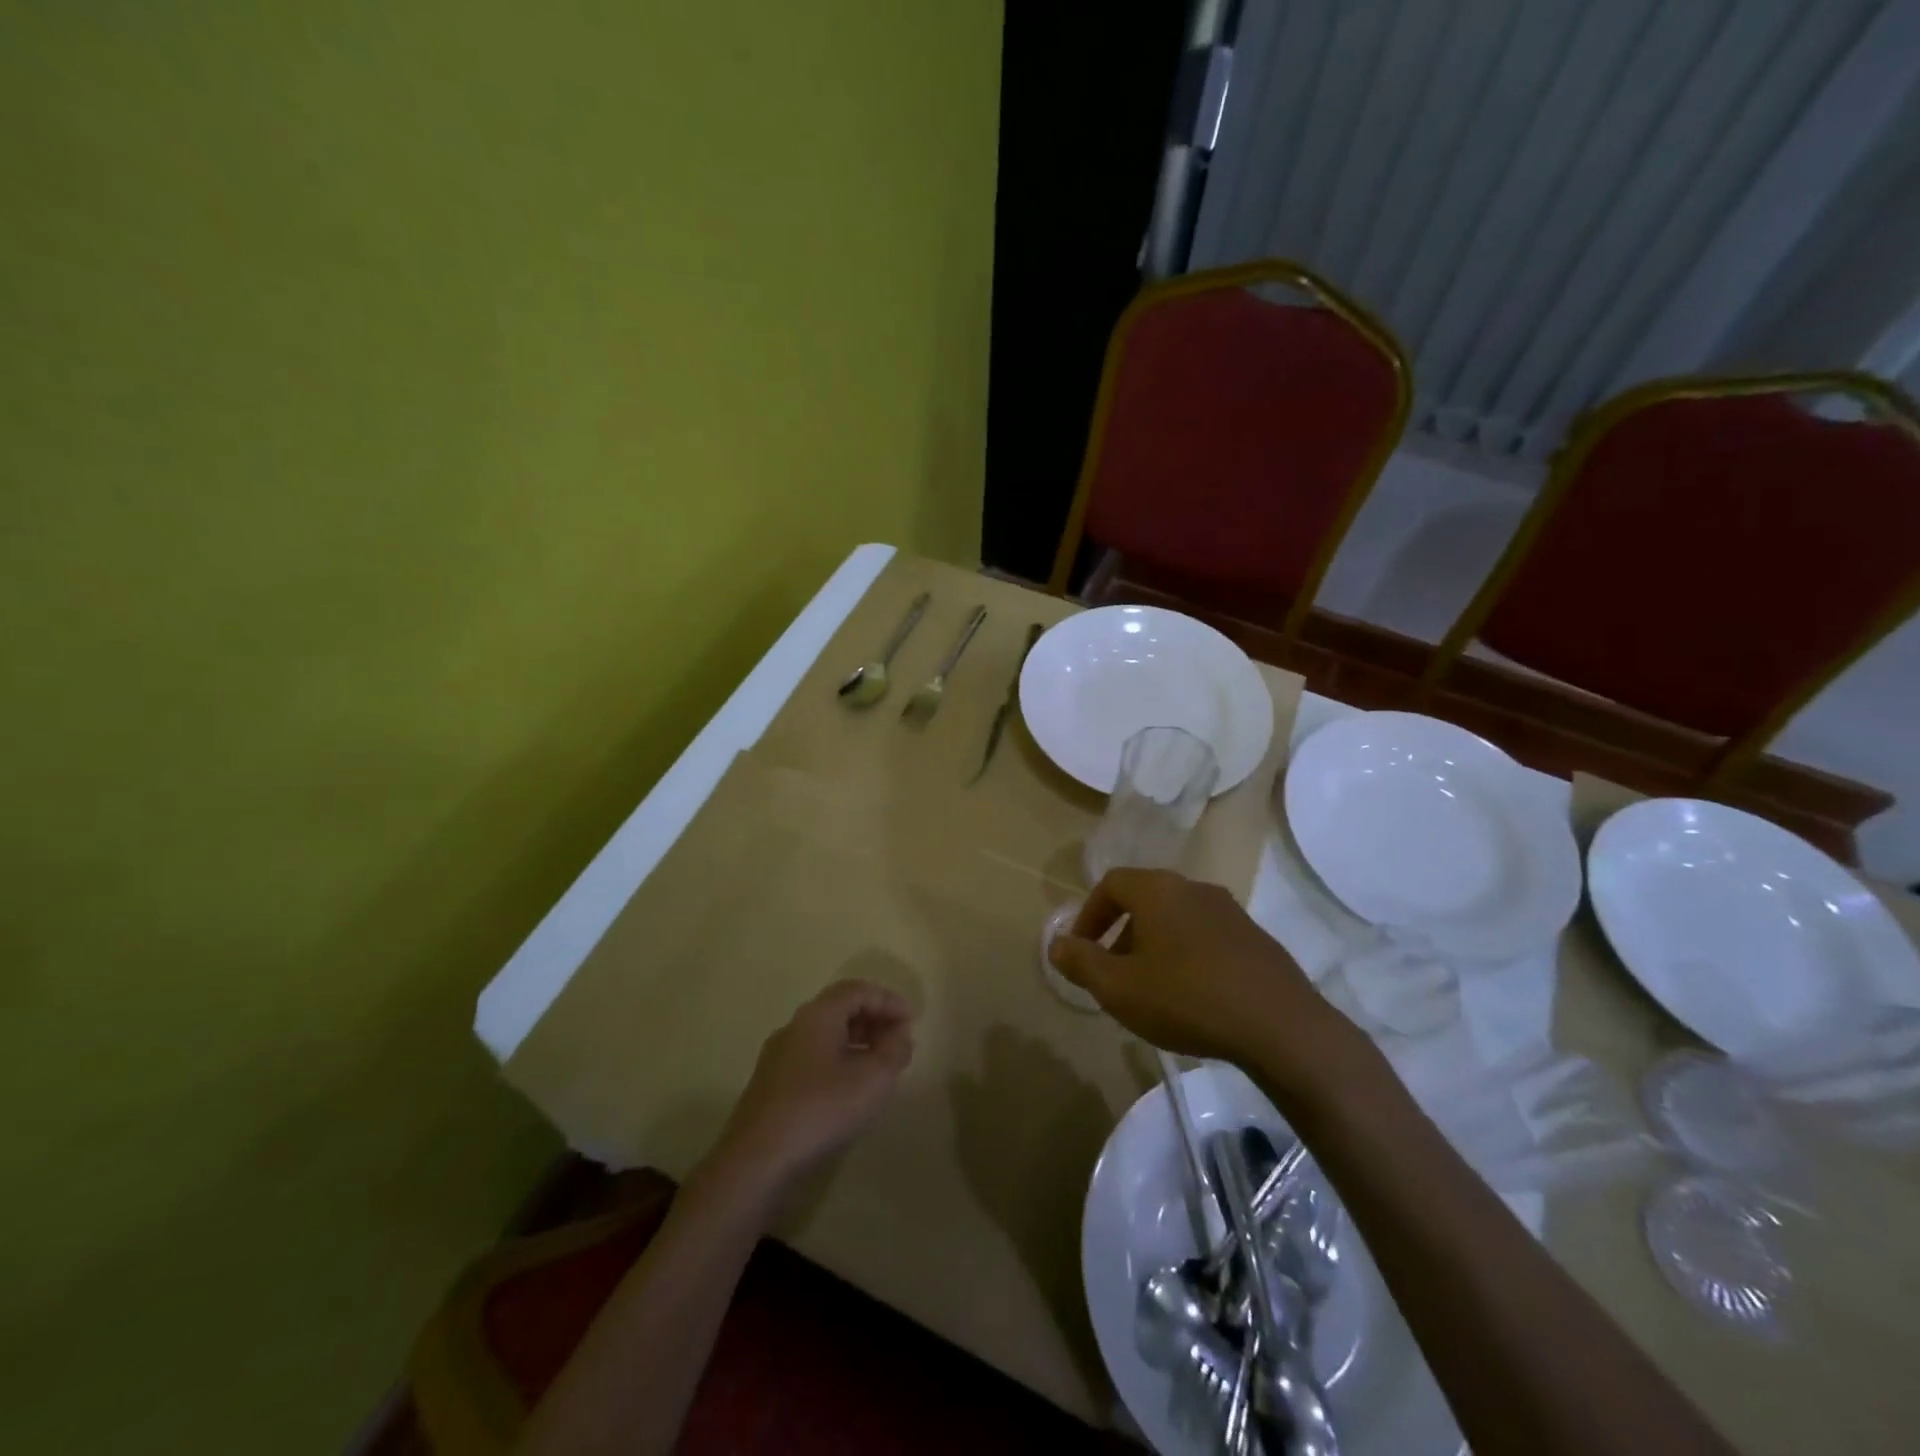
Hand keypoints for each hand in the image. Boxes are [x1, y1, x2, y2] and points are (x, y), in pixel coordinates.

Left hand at [714, 980, 914, 1188]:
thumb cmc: (820, 1109)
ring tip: (880, 1065)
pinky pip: (813, 1056)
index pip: (858, 990)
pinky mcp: (772, 1083)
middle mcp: (795, 1026)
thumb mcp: (872, 1080)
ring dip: (857, 1041)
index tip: (911, 1022)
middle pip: (840, 1008)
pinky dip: (839, 1059)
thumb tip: (900, 1035)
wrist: (756, 1160)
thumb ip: (894, 1051)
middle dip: (874, 1019)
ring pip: (826, 1033)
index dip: (888, 1000)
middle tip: (898, 1041)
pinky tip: (850, 1088)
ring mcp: (779, 1055)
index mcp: (818, 1014)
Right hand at [1048, 868, 1369, 1099]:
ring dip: (1154, 946)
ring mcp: (1230, 911)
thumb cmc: (1186, 999)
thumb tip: (1057, 944)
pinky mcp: (1256, 938)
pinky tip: (1192, 997)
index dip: (1089, 914)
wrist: (1281, 1025)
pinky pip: (1206, 937)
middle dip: (1121, 934)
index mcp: (1158, 890)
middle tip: (1113, 973)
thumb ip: (1081, 962)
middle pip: (1145, 900)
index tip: (1081, 950)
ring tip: (1151, 989)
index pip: (1111, 884)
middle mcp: (1194, 888)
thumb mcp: (1118, 988)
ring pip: (1177, 919)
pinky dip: (1187, 956)